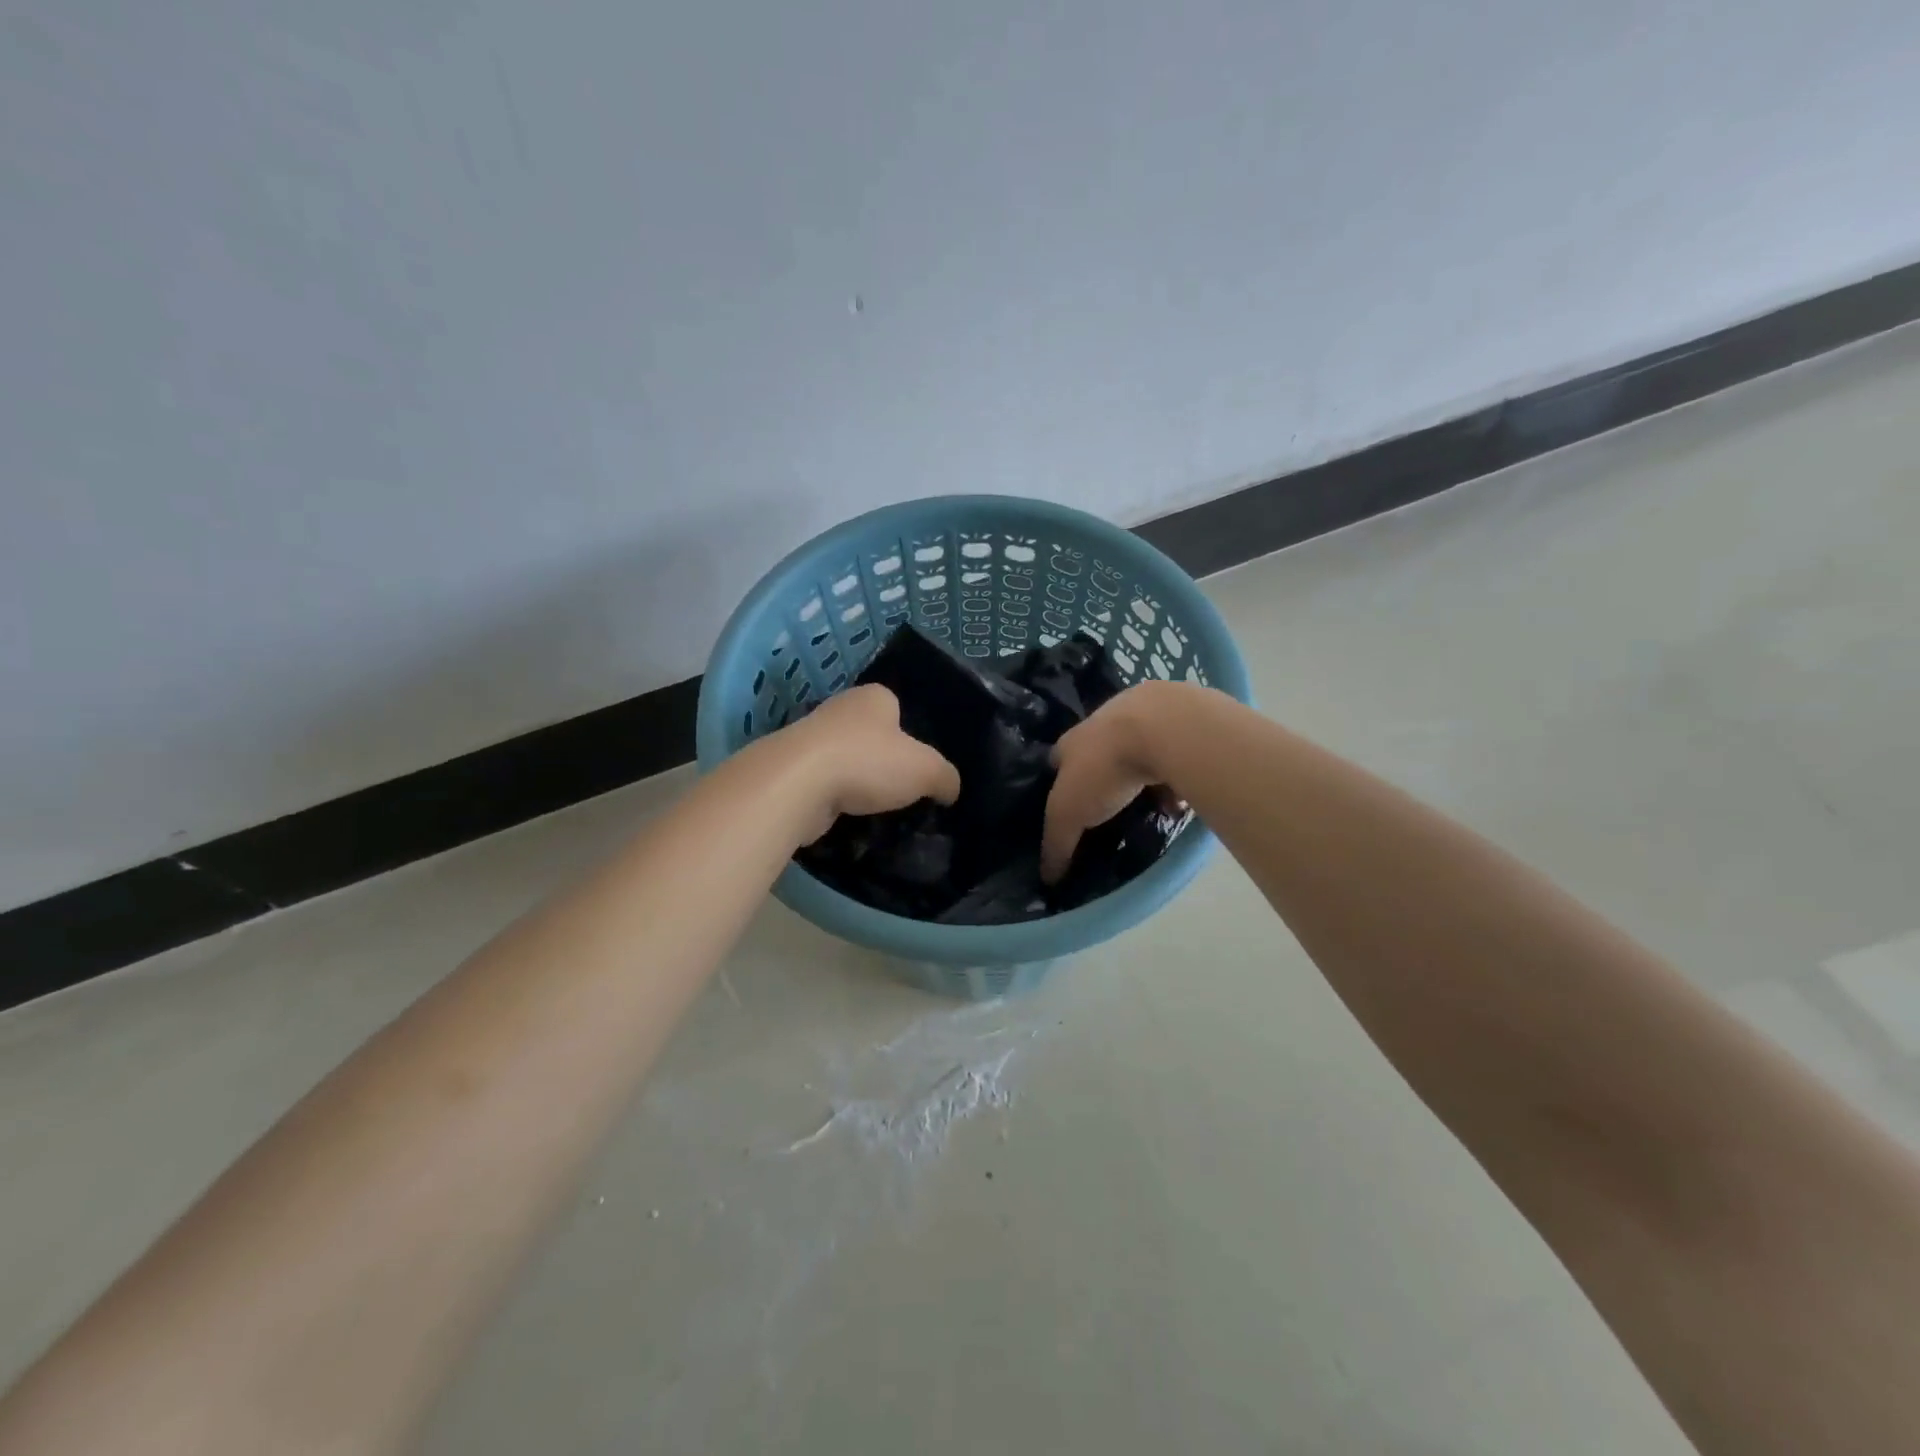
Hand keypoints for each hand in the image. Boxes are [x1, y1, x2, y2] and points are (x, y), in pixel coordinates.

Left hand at [775, 683, 961, 842]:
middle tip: (900, 790)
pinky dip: (834, 798)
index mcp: (873, 697)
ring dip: (856, 780)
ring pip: (844, 759)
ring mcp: (811, 739)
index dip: (910, 734)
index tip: (917, 763)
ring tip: (874, 809)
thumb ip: (945, 777)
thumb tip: (950, 790)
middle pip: (869, 734)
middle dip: (881, 759)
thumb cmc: (868, 762)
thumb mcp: (925, 770)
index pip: (897, 708)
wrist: (798, 784)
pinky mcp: (792, 770)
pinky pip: (822, 784)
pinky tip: (846, 817)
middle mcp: (840, 709)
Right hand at [1040, 681, 1178, 882]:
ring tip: (1143, 807)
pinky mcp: (1176, 727)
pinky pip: (1170, 759)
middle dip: (1099, 777)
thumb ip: (1057, 843)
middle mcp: (1102, 725)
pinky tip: (1178, 801)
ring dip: (1137, 777)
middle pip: (1095, 753)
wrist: (1163, 728)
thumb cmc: (1103, 768)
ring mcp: (1142, 721)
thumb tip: (1047, 878)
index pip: (1056, 760)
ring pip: (1135, 753)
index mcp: (1071, 741)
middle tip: (1105, 808)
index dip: (1057, 782)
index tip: (1063, 805)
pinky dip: (1171, 778)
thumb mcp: (1068, 813)